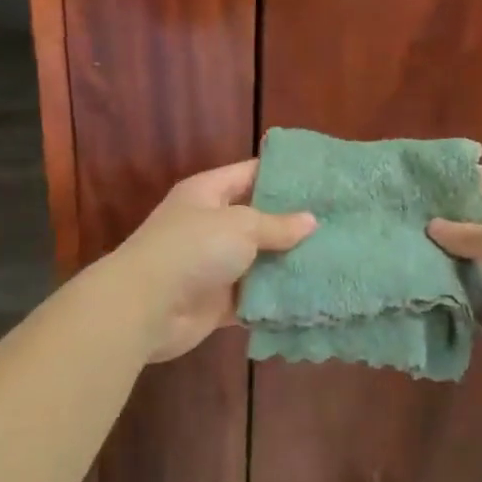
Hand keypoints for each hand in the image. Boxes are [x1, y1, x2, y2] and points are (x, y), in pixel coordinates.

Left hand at [106, 160, 316, 362]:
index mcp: (208, 193)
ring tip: (334, 257)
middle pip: (258, 219)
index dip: (284, 174)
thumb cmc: (192, 249)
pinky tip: (311, 294)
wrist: (144, 308)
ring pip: (259, 260)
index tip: (321, 178)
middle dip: (293, 222)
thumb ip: (277, 224)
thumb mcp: (241, 225)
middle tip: (337, 220)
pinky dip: (276, 298)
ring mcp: (213, 265)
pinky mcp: (218, 302)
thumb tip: (311, 221)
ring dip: (288, 262)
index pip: (251, 173)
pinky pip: (254, 296)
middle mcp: (210, 225)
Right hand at [428, 170, 481, 393]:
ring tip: (406, 255)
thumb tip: (434, 226)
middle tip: (405, 221)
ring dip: (448, 266)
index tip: (425, 182)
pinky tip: (422, 293)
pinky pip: (475, 304)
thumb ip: (467, 232)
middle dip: (449, 227)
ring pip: (475, 268)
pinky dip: (456, 302)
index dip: (464, 182)